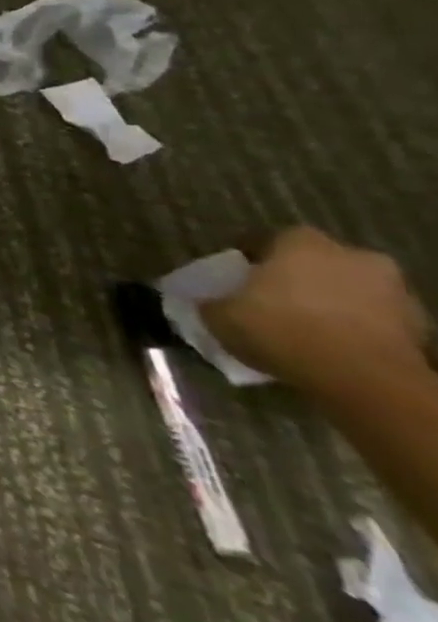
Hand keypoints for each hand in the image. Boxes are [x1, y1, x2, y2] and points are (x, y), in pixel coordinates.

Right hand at [200, 226, 430, 391]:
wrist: (366, 380)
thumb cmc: (283, 330)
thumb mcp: (221, 316)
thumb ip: (211, 303)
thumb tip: (206, 303)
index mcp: (300, 242)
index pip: (268, 240)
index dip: (250, 261)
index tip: (238, 281)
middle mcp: (351, 255)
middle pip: (317, 263)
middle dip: (299, 280)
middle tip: (275, 303)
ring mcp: (393, 290)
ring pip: (351, 291)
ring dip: (333, 304)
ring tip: (308, 330)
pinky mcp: (420, 326)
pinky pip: (377, 321)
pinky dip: (358, 330)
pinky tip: (335, 349)